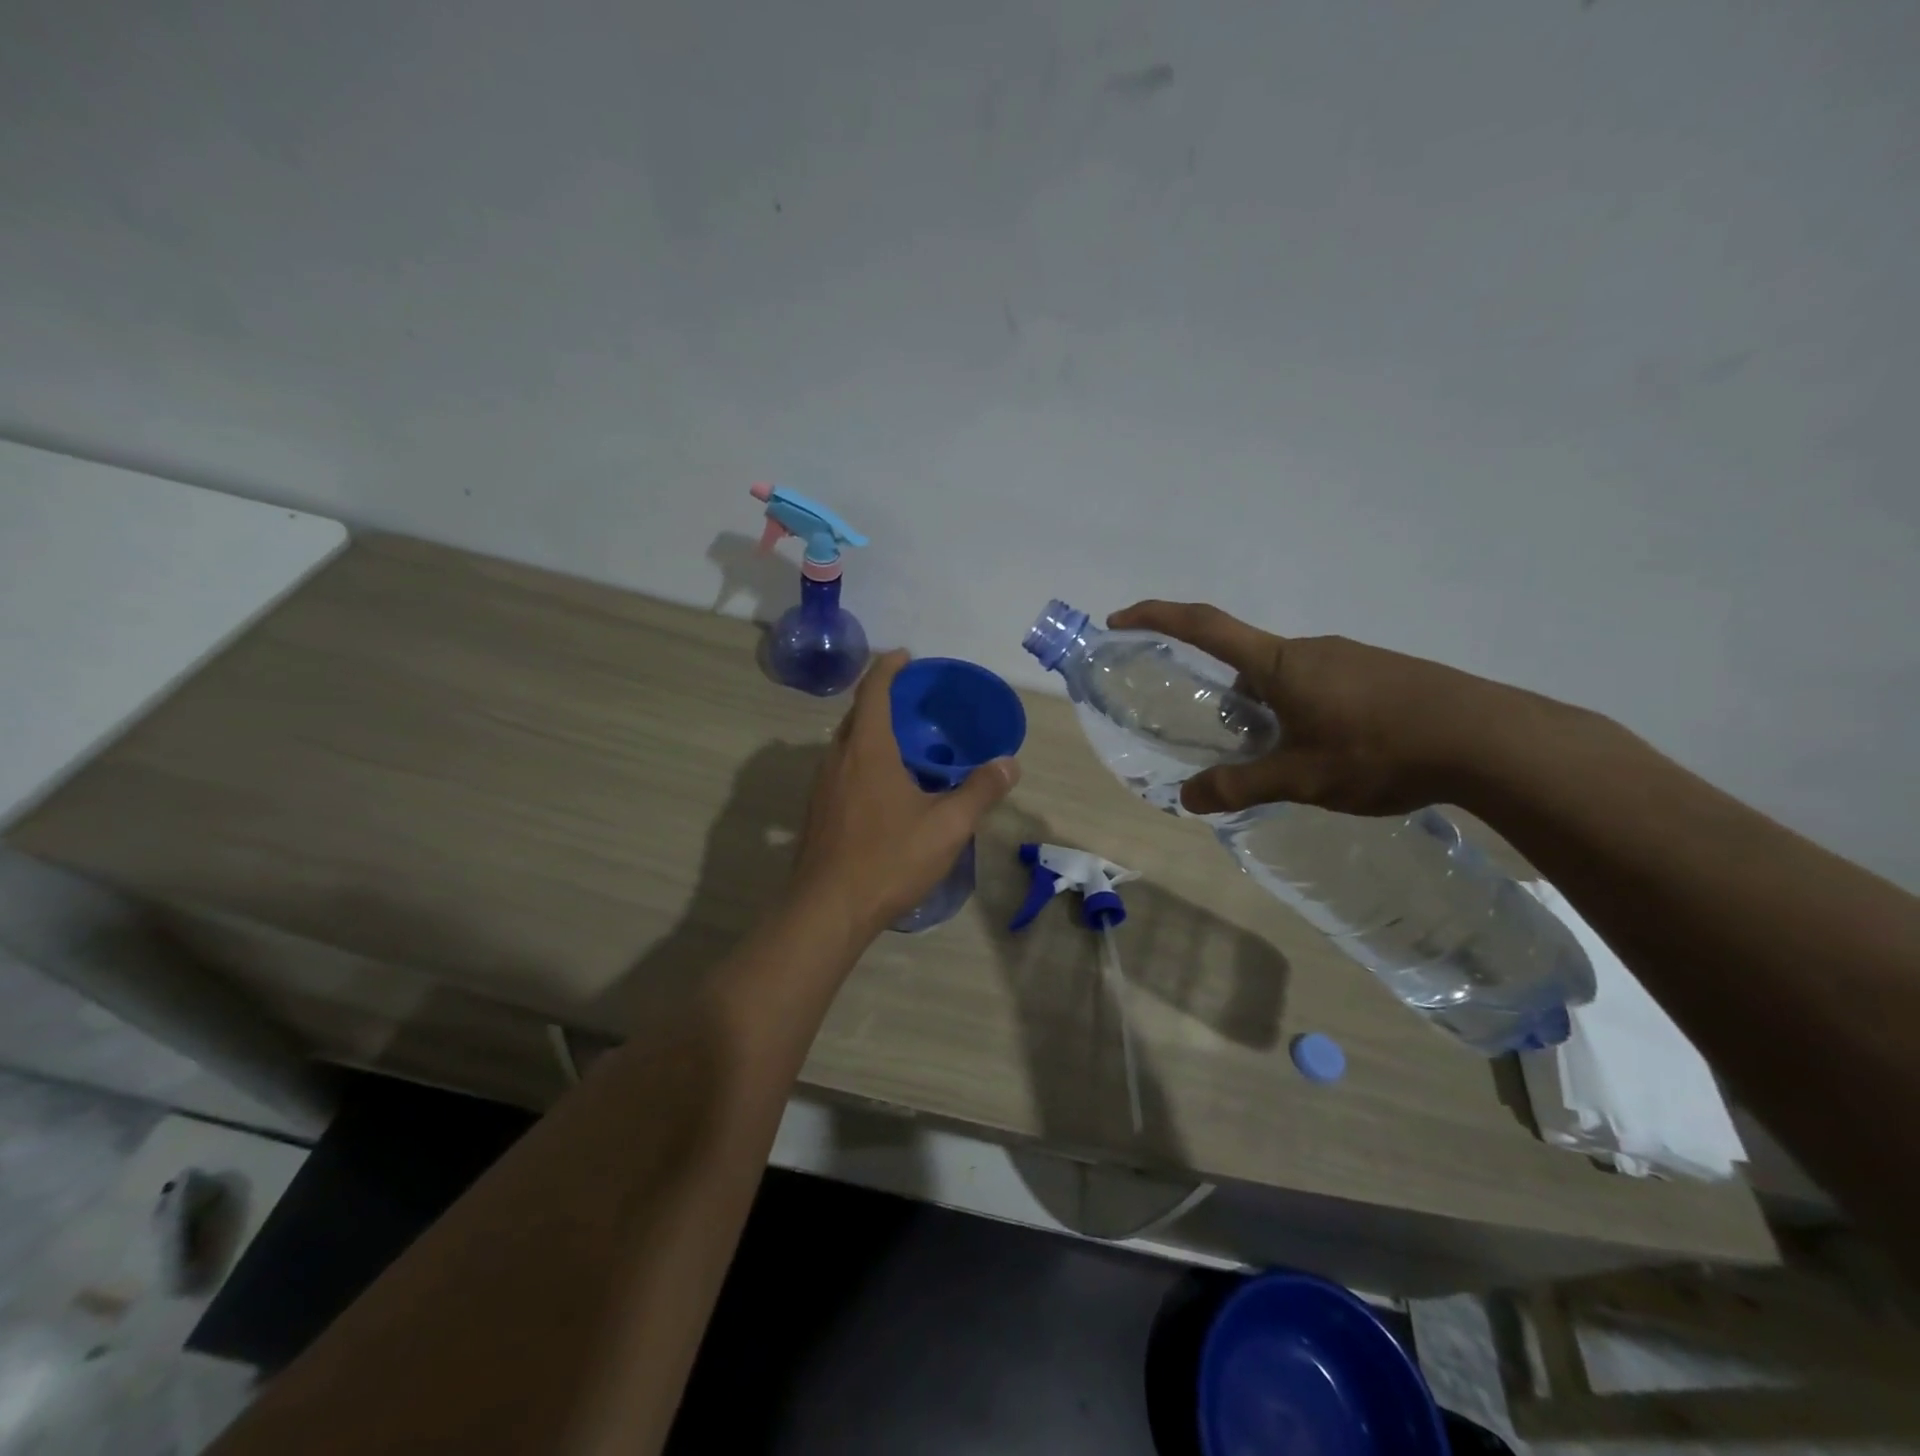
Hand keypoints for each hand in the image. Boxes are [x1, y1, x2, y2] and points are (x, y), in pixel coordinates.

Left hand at [792, 651, 1020, 937]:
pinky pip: (842, 769)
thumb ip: (980, 791)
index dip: (889, 667)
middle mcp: (838, 758)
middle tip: (915, 703)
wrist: (827, 910)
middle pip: (857, 714)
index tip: (906, 656)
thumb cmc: (889, 859)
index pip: (873, 690)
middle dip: (883, 699)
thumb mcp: (947, 826)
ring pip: (847, 744)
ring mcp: (822, 786)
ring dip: (872, 733)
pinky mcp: (818, 812)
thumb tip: (1009, 764)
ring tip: (905, 744)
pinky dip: (864, 760)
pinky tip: (887, 788)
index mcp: (867, 749)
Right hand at [1108, 601, 1552, 816]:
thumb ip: (1240, 786)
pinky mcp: (1382, 673)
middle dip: (1228, 699)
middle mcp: (1310, 650)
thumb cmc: (1379, 750)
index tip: (1120, 618)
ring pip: (1287, 679)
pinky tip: (1335, 754)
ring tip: (1291, 763)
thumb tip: (1187, 799)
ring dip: (1272, 712)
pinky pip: (1324, 686)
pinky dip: (1307, 713)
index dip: (1157, 616)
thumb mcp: (1300, 778)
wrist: (1489, 739)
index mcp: (1278, 664)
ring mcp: (1350, 658)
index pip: (1204, 627)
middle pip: (1247, 663)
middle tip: (1233, 746)